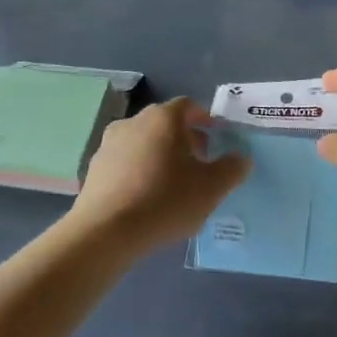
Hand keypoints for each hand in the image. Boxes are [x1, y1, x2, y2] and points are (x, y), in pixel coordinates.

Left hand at [72, 97, 249, 251]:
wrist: (106, 231)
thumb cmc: (166, 200)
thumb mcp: (212, 188)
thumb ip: (232, 168)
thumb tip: (241, 158)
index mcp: (164, 118)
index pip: (189, 106)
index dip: (205, 119)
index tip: (217, 137)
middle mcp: (133, 122)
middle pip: (165, 124)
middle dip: (185, 139)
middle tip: (200, 163)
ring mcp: (109, 144)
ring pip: (144, 142)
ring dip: (161, 155)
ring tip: (173, 184)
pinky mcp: (94, 168)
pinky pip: (125, 162)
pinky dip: (140, 171)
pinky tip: (147, 198)